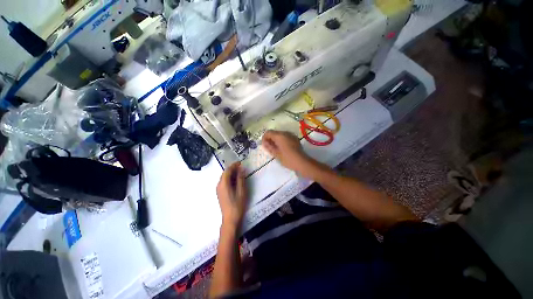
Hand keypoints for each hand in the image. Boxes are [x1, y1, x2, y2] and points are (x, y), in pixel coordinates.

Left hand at [216, 162, 247, 228]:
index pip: (227, 170)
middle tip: (241, 167)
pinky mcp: (220, 193)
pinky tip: (236, 180)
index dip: (234, 165)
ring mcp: (219, 189)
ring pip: (224, 178)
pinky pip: (224, 182)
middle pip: (225, 173)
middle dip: (233, 169)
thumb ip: (241, 179)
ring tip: (240, 173)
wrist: (230, 219)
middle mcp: (219, 185)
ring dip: (231, 174)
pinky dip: (230, 179)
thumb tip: (241, 169)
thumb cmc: (237, 205)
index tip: (240, 162)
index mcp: (223, 184)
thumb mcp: (241, 190)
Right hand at [262, 130, 313, 175]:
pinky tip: (283, 148)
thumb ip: (269, 147)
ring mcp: (291, 135)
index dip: (264, 138)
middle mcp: (285, 133)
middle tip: (270, 148)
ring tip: (276, 149)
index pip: (268, 132)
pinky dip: (282, 140)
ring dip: (276, 140)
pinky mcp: (295, 138)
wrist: (302, 162)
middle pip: (274, 133)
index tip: (264, 145)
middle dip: (270, 139)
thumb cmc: (287, 159)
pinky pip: (286, 137)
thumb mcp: (276, 154)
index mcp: (280, 136)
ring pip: (280, 135)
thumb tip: (264, 142)